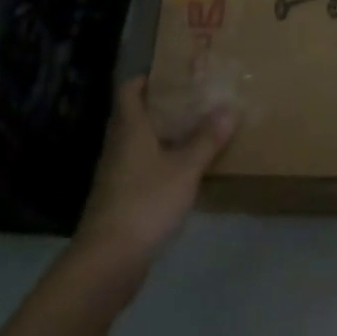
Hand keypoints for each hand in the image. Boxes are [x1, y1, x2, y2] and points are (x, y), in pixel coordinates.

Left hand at [72, 78, 235, 280]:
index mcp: (129, 130)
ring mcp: (115, 176)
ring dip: (160, 137)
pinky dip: (158, 165)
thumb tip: (228, 108)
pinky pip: (139, 171)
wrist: (107, 262)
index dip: (145, 78)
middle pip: (133, 117)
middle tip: (191, 101)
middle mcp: (118, 147)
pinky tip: (181, 173)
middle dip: (159, 107)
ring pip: (137, 145)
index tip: (171, 73)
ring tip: (193, 133)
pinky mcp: (118, 202)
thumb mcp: (185, 169)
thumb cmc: (145, 202)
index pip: (128, 91)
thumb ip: (206, 140)